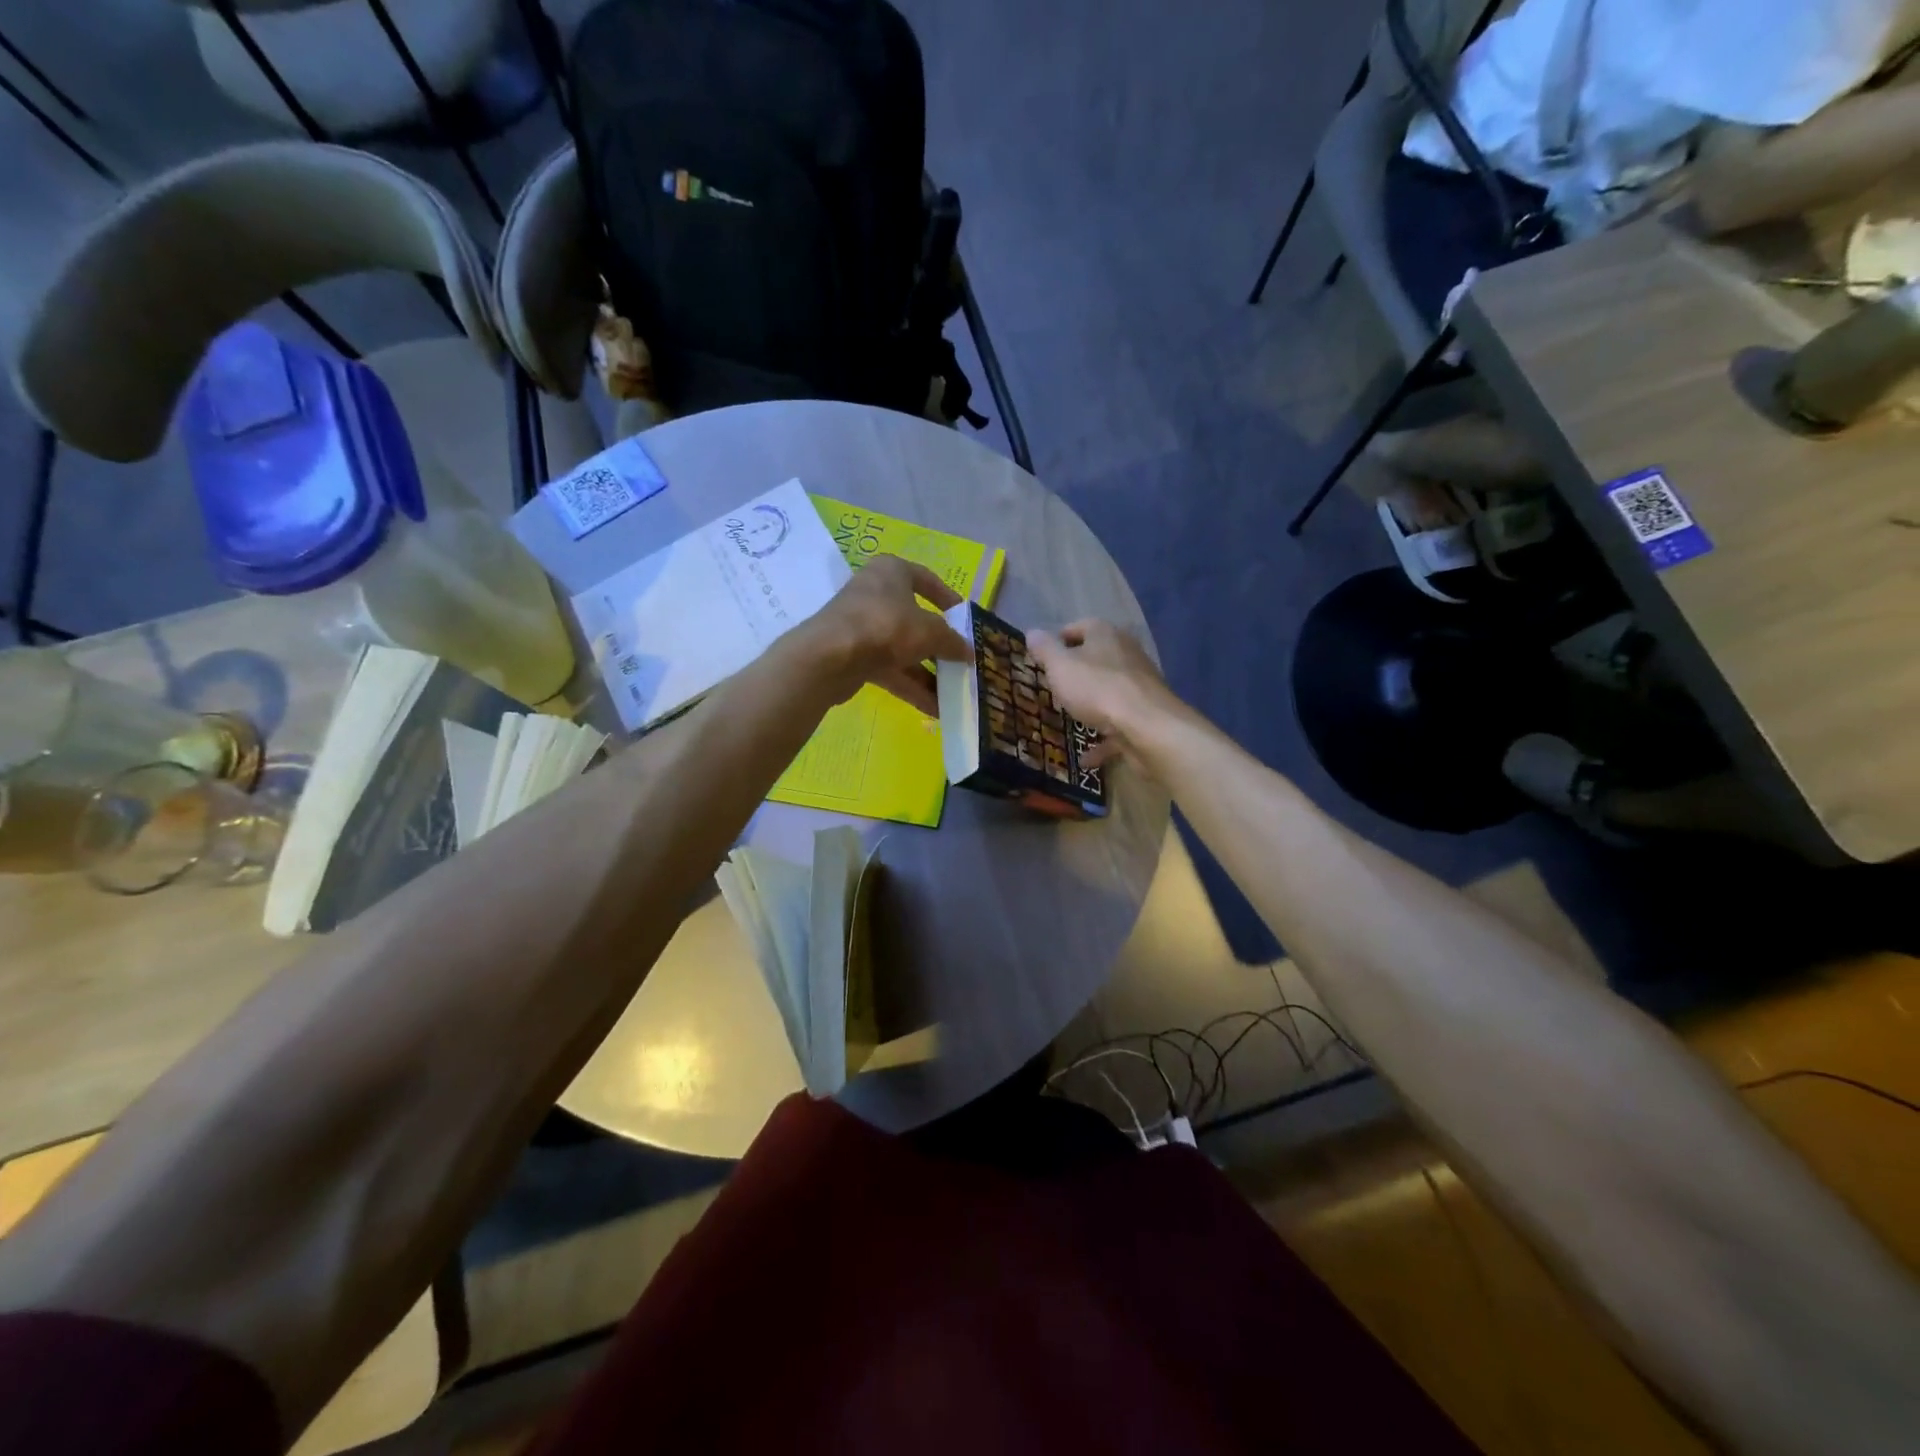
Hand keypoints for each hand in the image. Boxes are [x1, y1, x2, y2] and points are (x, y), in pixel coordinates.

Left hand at [796, 554, 971, 715]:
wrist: (830, 657)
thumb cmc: (886, 626)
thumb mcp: (930, 631)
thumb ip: (952, 641)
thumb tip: (969, 652)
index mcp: (892, 572)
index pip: (927, 579)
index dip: (949, 599)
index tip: (965, 619)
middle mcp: (875, 594)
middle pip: (915, 620)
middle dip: (940, 645)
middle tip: (963, 662)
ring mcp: (862, 627)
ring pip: (903, 650)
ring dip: (928, 673)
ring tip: (954, 693)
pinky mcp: (854, 656)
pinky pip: (890, 670)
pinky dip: (911, 687)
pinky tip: (934, 708)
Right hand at [1028, 620, 1183, 767]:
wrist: (1148, 727)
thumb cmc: (1097, 689)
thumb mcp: (1060, 667)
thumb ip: (1045, 650)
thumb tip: (1033, 632)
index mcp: (1106, 635)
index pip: (1080, 627)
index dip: (1060, 639)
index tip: (1043, 656)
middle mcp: (1126, 654)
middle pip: (1097, 659)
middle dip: (1076, 673)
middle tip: (1054, 688)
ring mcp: (1139, 686)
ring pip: (1109, 692)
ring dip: (1091, 706)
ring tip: (1069, 720)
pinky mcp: (1146, 715)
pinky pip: (1119, 726)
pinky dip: (1103, 739)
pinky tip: (1086, 759)